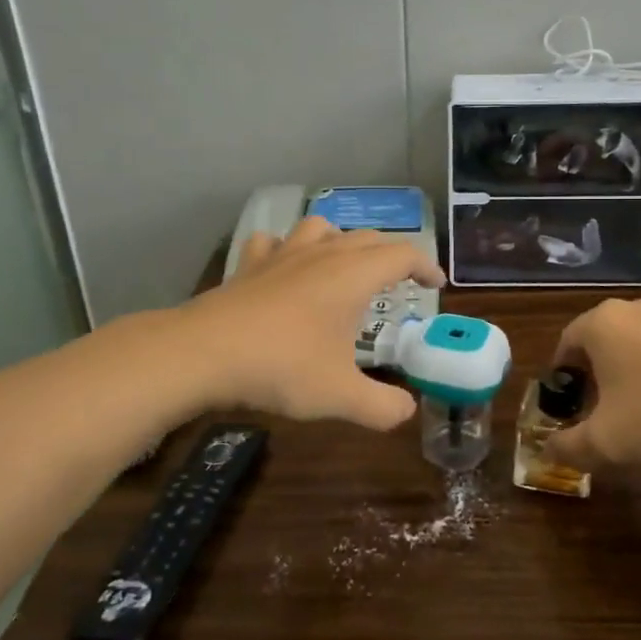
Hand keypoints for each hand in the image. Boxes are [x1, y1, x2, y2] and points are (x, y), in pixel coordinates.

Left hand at [178, 216, 445, 430]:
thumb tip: (406, 411)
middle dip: (391, 256)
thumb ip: (383, 406)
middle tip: (400, 283)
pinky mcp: (249, 266)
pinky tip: (284, 269)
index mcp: (353, 275)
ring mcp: (282, 255)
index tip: (437, 285)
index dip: (426, 266)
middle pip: (368, 238)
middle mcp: (322, 254)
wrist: (204, 353)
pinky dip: (286, 249)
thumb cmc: (282, 367)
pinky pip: (274, 243)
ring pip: (321, 228)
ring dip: (341, 241)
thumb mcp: (341, 396)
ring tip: (344, 267)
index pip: (403, 255)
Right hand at [543, 296, 640, 469]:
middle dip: (593, 378)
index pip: (564, 346)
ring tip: (636, 412)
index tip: (570, 411)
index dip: (562, 381)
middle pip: (597, 343)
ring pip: (630, 345)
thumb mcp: (606, 442)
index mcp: (599, 323)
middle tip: (599, 414)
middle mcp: (629, 308)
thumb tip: (548, 450)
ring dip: (625, 374)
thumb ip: (568, 447)